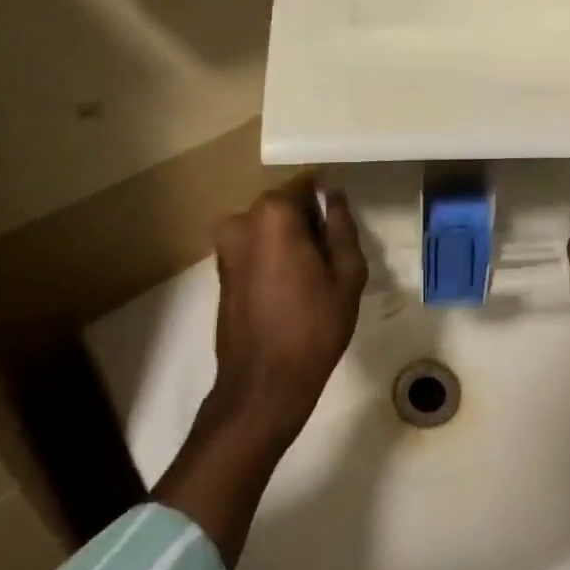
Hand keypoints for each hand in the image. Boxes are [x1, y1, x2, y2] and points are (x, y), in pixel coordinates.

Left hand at [206, 176, 367, 451]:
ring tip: (314, 276)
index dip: (328, 199)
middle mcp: (243, 220)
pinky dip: (274, 256)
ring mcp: (226, 245)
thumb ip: (342, 225)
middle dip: (309, 221)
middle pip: (286, 204)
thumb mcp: (347, 273)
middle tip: (333, 255)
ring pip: (270, 228)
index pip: (307, 184)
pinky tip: (292, 288)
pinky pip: (255, 248)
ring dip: (291, 240)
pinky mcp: (221, 270)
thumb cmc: (314, 326)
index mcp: (274, 213)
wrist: (263, 384)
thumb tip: (333, 195)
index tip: (342, 223)